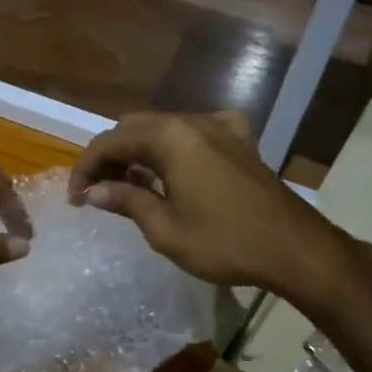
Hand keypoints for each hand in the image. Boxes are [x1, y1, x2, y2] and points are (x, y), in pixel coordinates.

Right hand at [69, 112, 366, 313]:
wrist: (295, 249)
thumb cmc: (224, 242)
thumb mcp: (164, 228)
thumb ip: (125, 201)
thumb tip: (92, 192)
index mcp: (171, 137)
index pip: (111, 141)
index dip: (86, 167)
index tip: (75, 198)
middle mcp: (194, 122)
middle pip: (135, 129)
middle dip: (110, 157)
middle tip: (96, 192)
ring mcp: (222, 128)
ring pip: (164, 130)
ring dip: (139, 154)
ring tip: (126, 188)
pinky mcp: (240, 142)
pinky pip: (193, 135)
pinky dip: (171, 150)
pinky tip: (170, 173)